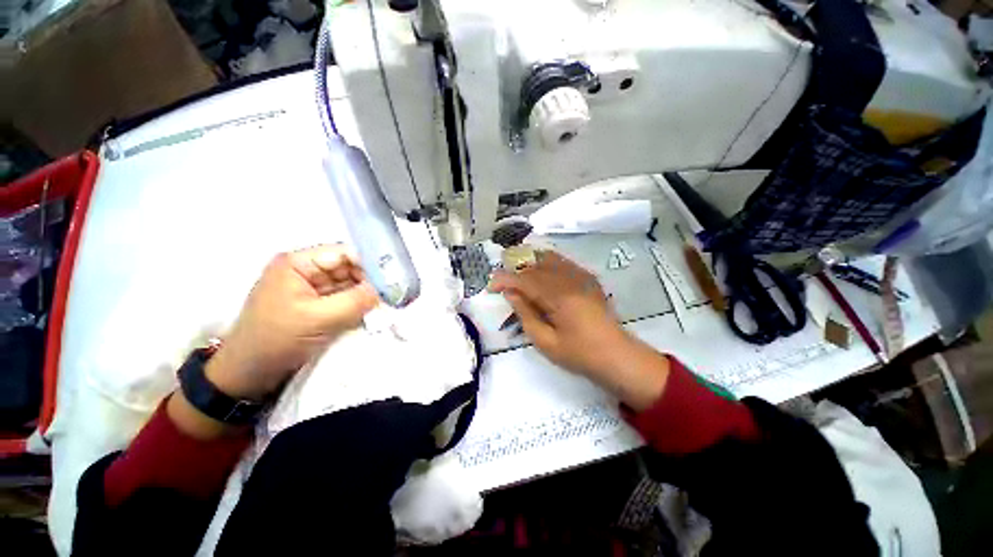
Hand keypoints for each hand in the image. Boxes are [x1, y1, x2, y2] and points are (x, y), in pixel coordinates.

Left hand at [207, 244, 378, 400]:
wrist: (248, 374)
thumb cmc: (276, 339)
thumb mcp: (318, 319)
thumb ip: (356, 301)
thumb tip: (386, 290)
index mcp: (298, 264)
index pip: (342, 254)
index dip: (369, 263)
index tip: (393, 277)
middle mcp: (306, 272)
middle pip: (348, 269)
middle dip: (370, 280)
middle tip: (394, 293)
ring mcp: (312, 290)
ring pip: (348, 285)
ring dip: (366, 294)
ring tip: (389, 302)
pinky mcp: (316, 307)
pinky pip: (344, 300)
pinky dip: (359, 305)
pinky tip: (374, 311)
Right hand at [489, 251, 668, 409]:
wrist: (616, 355)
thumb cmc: (579, 354)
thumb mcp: (545, 342)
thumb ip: (525, 314)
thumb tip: (510, 293)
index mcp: (560, 297)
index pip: (525, 279)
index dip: (505, 280)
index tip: (490, 286)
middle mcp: (571, 279)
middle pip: (535, 265)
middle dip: (515, 271)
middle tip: (504, 284)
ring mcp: (582, 276)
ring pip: (549, 258)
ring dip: (530, 265)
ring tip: (520, 279)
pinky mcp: (588, 278)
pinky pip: (562, 262)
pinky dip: (546, 265)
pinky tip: (541, 277)